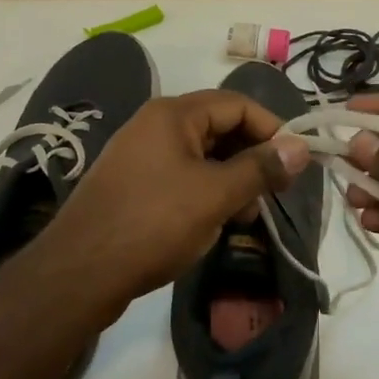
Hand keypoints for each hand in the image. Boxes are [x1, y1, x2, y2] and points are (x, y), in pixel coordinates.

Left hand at [40, 91, 311, 312]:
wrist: (77, 274)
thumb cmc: (153, 223)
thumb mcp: (215, 195)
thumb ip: (260, 168)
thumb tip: (301, 147)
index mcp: (174, 114)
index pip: (238, 104)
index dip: (272, 128)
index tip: (295, 161)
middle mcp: (155, 125)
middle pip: (220, 127)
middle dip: (251, 158)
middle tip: (274, 193)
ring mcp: (141, 155)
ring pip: (202, 156)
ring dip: (231, 180)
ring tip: (246, 216)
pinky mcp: (133, 184)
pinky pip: (181, 176)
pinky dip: (206, 192)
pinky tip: (215, 223)